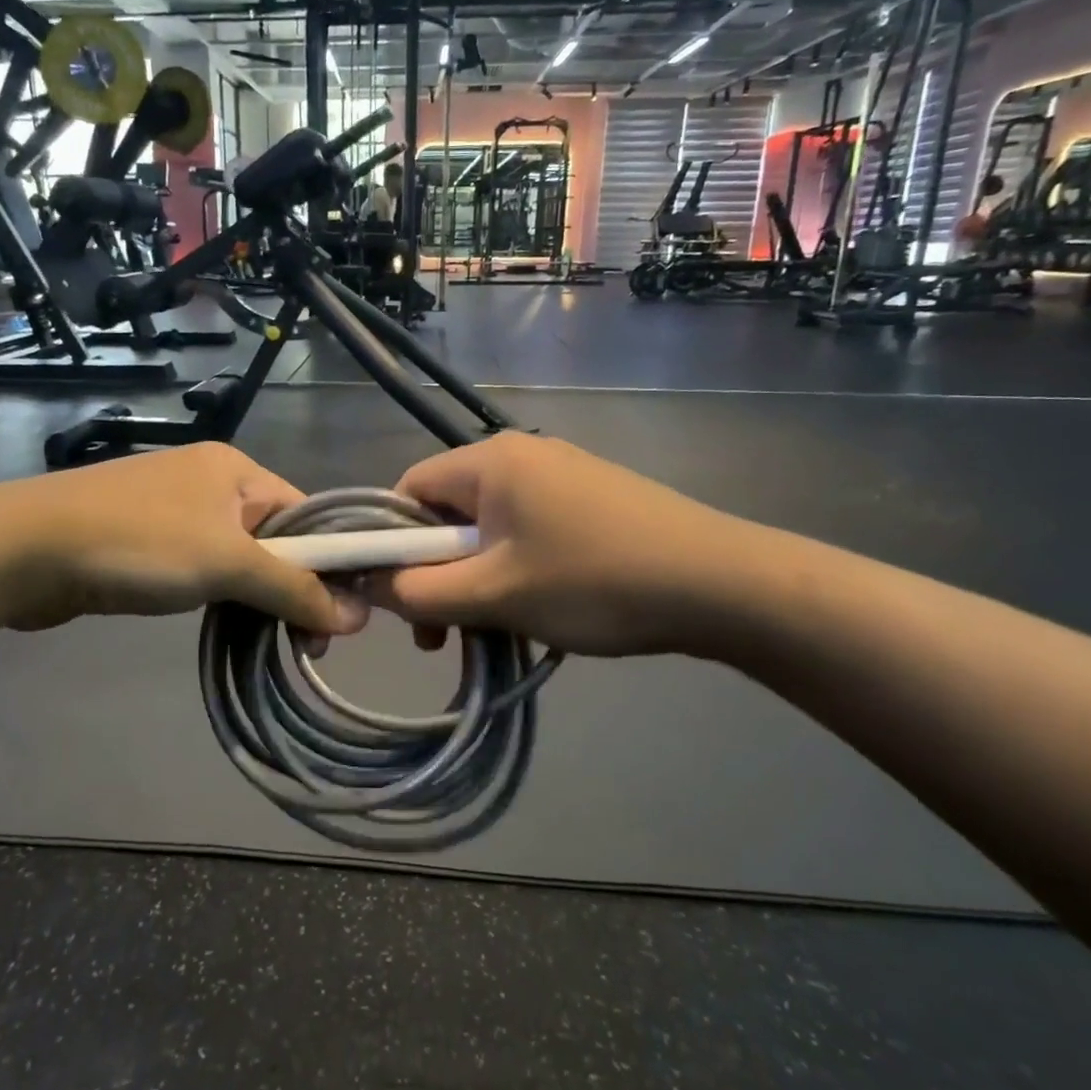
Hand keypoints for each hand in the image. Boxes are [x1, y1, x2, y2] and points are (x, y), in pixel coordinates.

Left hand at [0, 443, 366, 634]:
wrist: (28, 550)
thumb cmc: (141, 543)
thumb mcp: (229, 564)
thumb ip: (294, 588)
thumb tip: (357, 617)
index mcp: (236, 469)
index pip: (306, 513)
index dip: (331, 563)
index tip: (343, 616)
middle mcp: (210, 483)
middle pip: (275, 538)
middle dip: (294, 589)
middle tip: (308, 644)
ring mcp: (175, 512)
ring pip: (239, 559)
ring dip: (258, 599)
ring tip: (274, 643)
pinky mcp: (147, 543)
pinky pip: (204, 569)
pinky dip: (221, 597)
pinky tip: (229, 626)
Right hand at [370, 433, 765, 656]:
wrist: (720, 584)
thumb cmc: (593, 582)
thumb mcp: (494, 595)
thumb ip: (418, 591)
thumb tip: (370, 584)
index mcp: (489, 461)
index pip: (407, 489)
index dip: (391, 544)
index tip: (401, 598)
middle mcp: (520, 455)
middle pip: (447, 512)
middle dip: (436, 573)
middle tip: (443, 634)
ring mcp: (561, 474)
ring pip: (488, 529)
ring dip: (476, 581)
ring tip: (492, 632)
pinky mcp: (591, 498)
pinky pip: (527, 532)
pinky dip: (514, 571)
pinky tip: (536, 613)